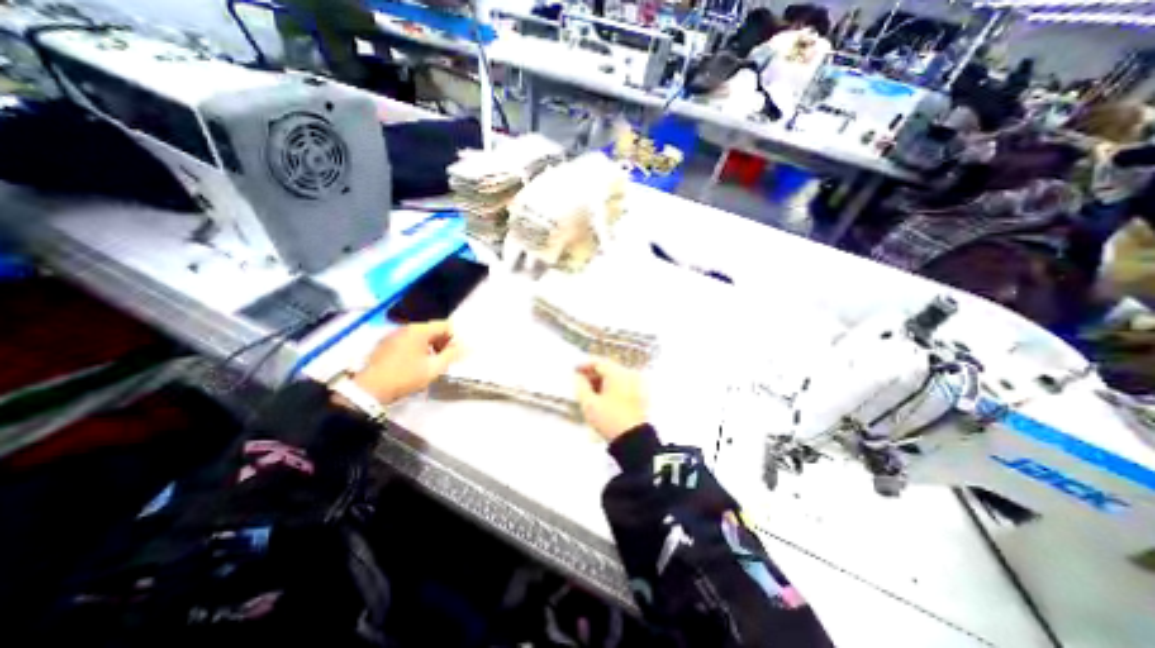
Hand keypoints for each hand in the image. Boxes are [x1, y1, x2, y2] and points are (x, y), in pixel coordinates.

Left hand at [351, 319, 461, 403]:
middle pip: (432, 329)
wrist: (370, 389)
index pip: (445, 325)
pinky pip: (407, 341)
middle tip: (443, 360)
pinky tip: (413, 365)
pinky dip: (416, 349)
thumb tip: (466, 346)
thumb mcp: (434, 368)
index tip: (454, 354)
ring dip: (430, 347)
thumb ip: (452, 354)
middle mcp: (406, 327)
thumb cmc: (406, 376)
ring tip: (429, 364)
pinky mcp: (384, 344)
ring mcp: (393, 335)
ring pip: (420, 336)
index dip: (455, 338)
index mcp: (419, 330)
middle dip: (442, 343)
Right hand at [578, 357, 647, 441]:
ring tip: (588, 391)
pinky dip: (610, 387)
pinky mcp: (637, 396)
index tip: (574, 371)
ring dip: (601, 381)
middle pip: (608, 369)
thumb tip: (579, 377)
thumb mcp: (589, 404)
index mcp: (617, 374)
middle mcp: (628, 375)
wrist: (633, 439)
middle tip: (579, 381)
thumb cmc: (609, 419)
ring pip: (614, 377)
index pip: (598, 363)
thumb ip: (581, 387)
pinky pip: (621, 385)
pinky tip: (601, 397)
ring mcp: (635, 385)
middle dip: (592, 374)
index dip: (584, 365)